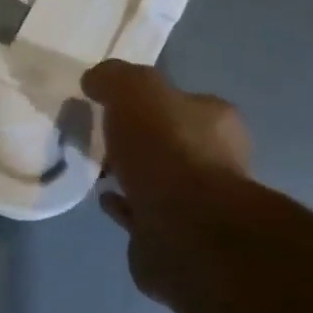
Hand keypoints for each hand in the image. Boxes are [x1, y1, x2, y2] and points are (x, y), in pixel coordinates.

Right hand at [80, 61, 250, 292]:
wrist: (184, 227)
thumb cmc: (166, 149)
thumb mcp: (135, 91)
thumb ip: (114, 78)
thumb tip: (96, 79)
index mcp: (216, 121)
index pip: (183, 102)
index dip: (150, 100)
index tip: (113, 103)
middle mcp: (216, 159)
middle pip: (171, 141)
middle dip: (140, 138)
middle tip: (102, 135)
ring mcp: (197, 202)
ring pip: (157, 178)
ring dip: (131, 173)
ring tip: (96, 168)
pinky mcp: (175, 234)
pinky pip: (142, 212)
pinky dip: (123, 204)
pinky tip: (103, 197)